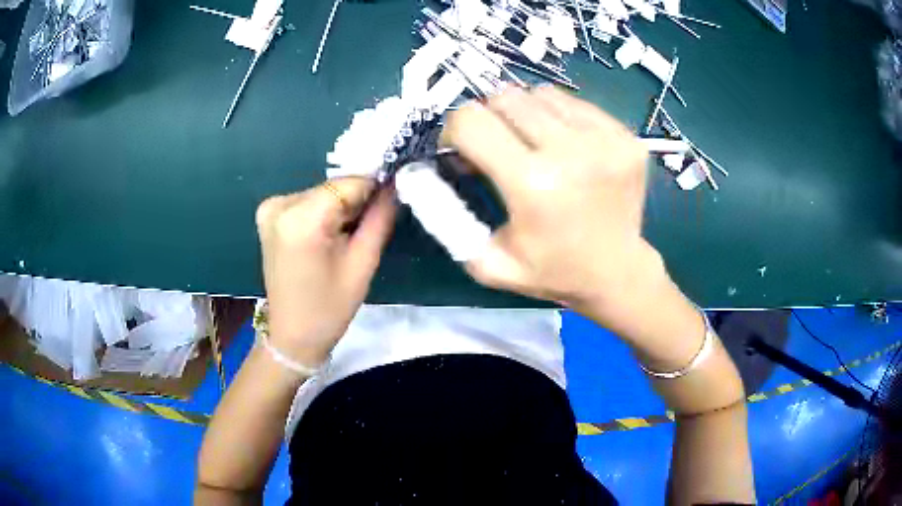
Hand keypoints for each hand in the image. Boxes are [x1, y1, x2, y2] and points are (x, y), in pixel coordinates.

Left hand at [255, 178, 396, 366]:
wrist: (292, 334)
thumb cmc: (329, 308)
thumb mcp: (363, 264)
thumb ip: (380, 218)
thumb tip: (394, 185)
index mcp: (301, 218)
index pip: (349, 183)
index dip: (375, 188)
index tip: (394, 198)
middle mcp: (280, 204)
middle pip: (334, 187)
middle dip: (357, 201)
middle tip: (369, 228)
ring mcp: (271, 207)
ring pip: (323, 193)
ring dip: (341, 207)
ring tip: (348, 238)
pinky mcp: (268, 214)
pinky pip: (308, 201)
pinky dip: (325, 212)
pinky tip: (329, 237)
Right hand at [441, 86, 665, 321]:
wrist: (618, 273)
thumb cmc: (551, 271)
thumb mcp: (487, 262)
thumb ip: (444, 218)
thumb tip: (417, 172)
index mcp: (533, 185)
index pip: (471, 121)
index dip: (455, 130)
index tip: (462, 150)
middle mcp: (572, 152)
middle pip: (504, 97)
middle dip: (488, 119)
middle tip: (497, 147)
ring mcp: (606, 139)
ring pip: (539, 93)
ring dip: (523, 114)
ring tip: (532, 145)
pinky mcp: (625, 135)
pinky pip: (573, 102)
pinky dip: (556, 116)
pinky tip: (564, 146)